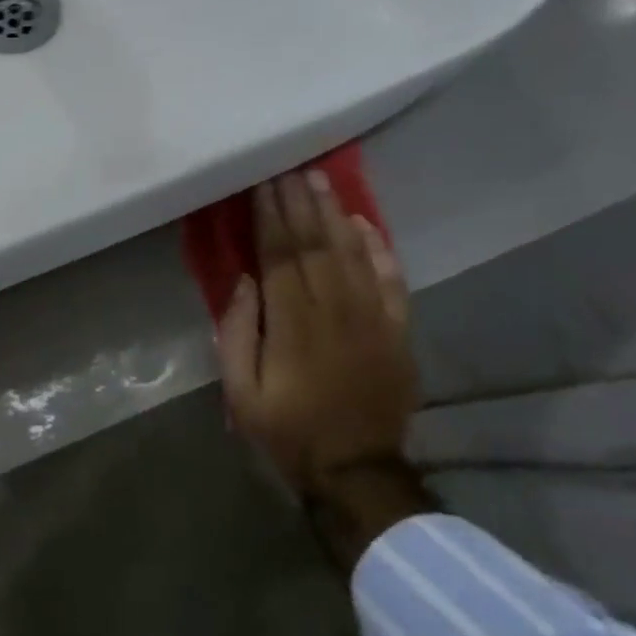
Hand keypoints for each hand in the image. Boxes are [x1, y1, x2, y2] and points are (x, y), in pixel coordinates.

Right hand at [216, 168, 418, 499]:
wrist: (356, 469)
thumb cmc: (288, 430)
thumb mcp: (242, 392)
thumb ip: (238, 334)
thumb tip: (245, 282)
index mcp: (293, 324)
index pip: (280, 255)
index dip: (270, 216)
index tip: (261, 183)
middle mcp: (335, 310)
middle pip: (316, 244)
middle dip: (298, 202)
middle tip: (287, 166)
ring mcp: (373, 318)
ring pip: (352, 252)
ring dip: (333, 213)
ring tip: (318, 179)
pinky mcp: (397, 331)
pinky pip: (391, 279)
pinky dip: (379, 248)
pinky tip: (364, 222)